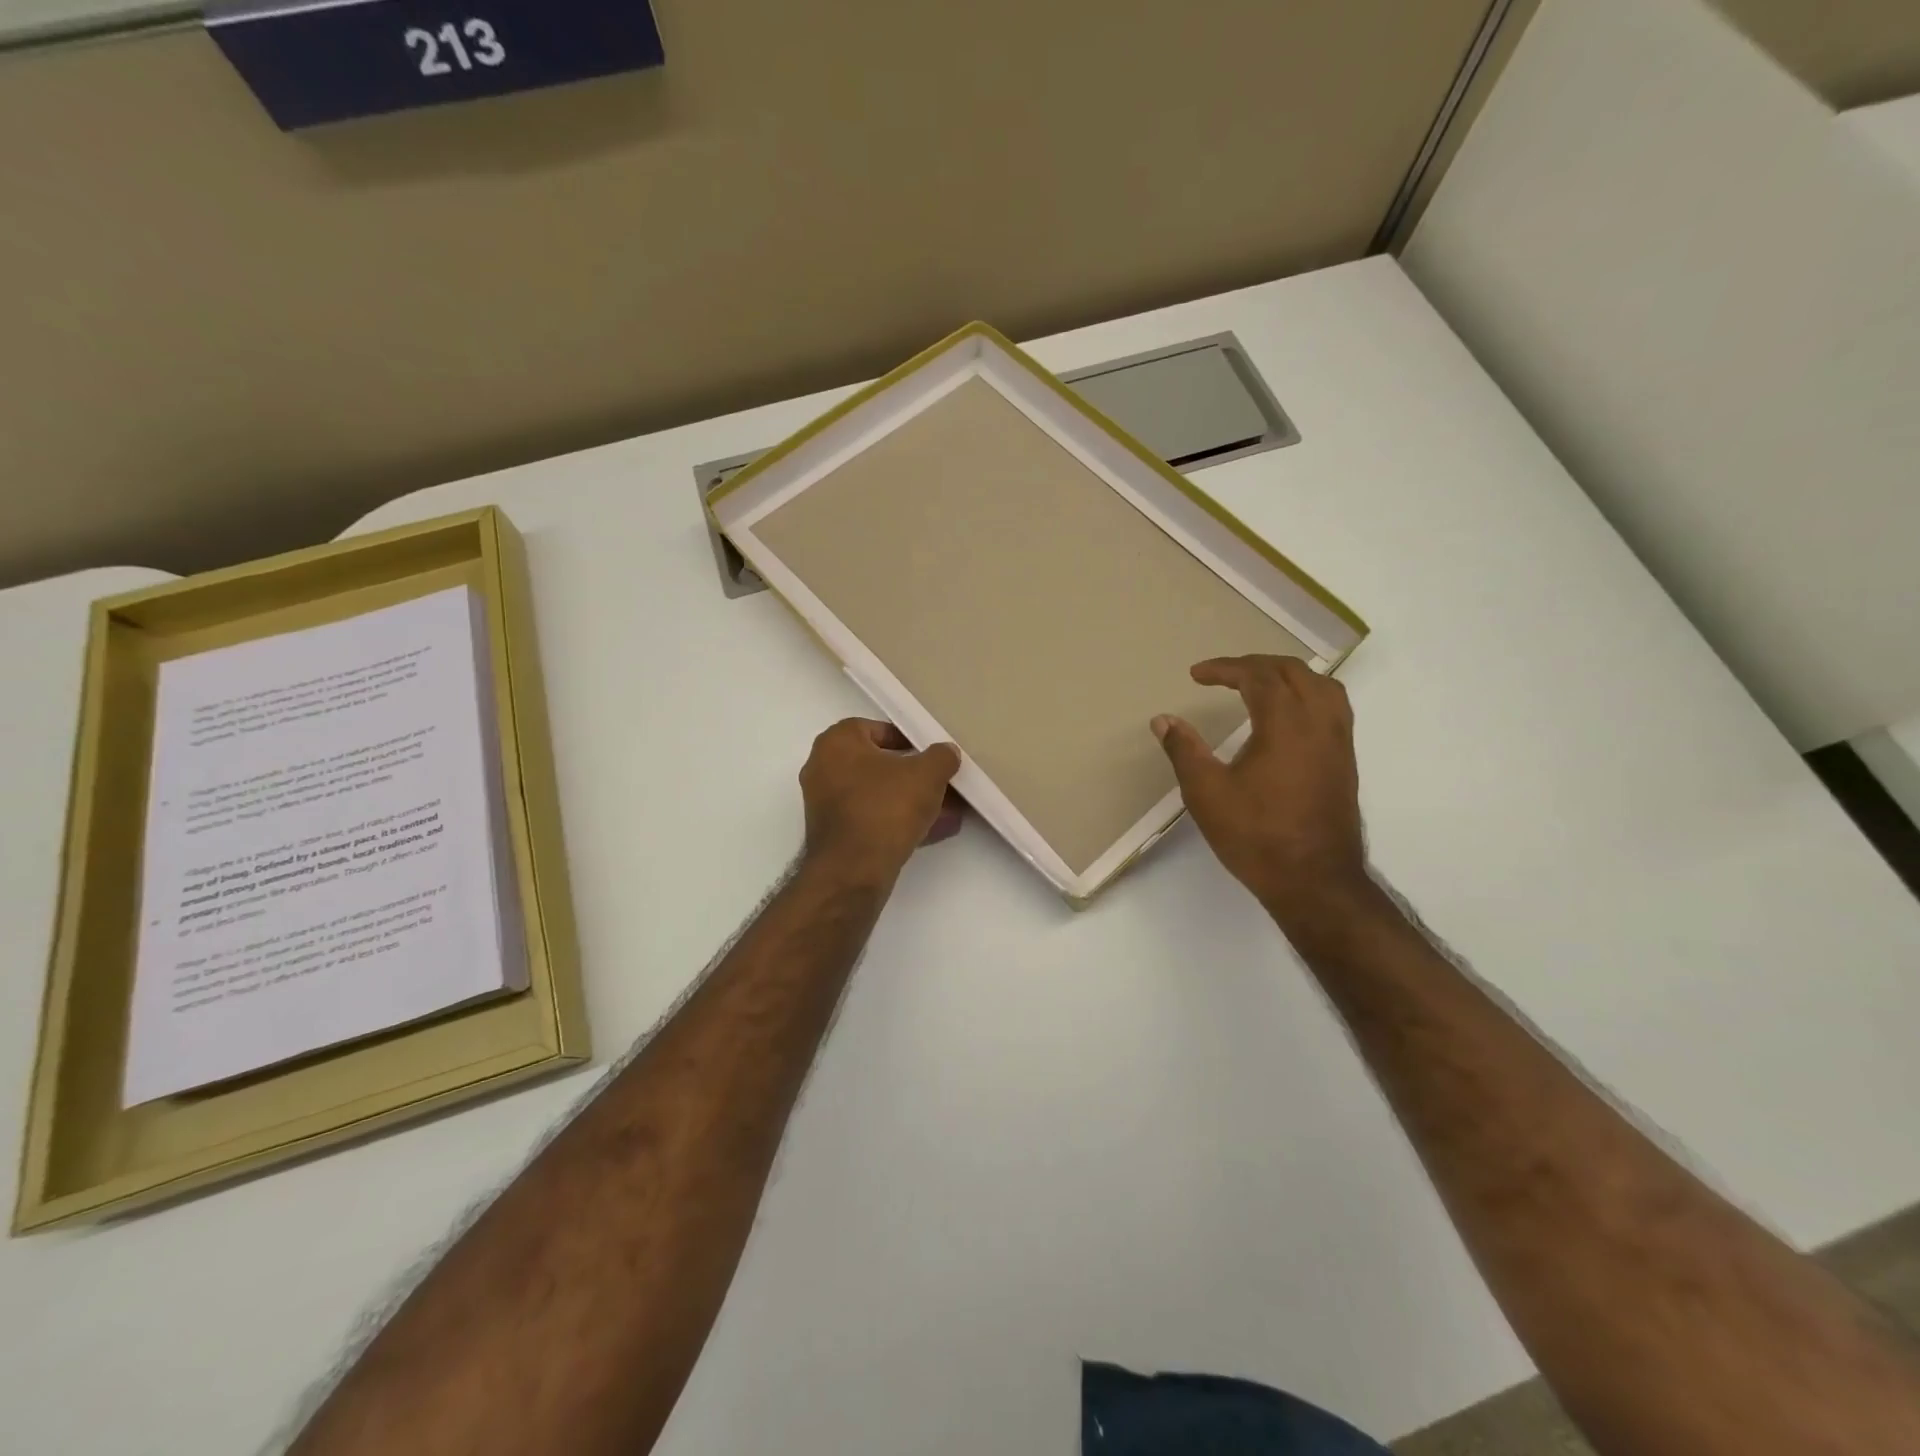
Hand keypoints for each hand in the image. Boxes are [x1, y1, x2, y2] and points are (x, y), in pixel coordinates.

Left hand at [800, 719, 963, 886]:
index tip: (931, 755)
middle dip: (914, 776)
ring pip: (878, 795)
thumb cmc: (885, 807)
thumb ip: (941, 756)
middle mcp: (823, 769)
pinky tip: (933, 832)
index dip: (908, 739)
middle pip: (878, 765)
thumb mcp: (927, 774)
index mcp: (837, 743)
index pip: (876, 729)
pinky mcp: (834, 835)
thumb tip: (946, 752)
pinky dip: (899, 822)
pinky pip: (872, 819)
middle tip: (942, 784)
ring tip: (948, 812)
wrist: (854, 871)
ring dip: (911, 802)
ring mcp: (826, 804)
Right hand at [1152, 655, 1368, 919]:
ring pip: (1322, 686)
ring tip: (1259, 685)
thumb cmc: (1256, 835)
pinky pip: (1333, 707)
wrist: (1314, 880)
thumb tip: (1163, 720)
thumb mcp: (1206, 793)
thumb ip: (1184, 750)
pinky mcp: (1345, 762)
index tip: (1196, 675)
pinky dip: (1307, 695)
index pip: (1258, 676)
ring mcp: (1338, 742)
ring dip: (1288, 676)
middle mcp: (1319, 723)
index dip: (1225, 668)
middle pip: (1294, 672)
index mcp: (1285, 724)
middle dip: (1256, 665)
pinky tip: (1288, 717)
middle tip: (1223, 674)